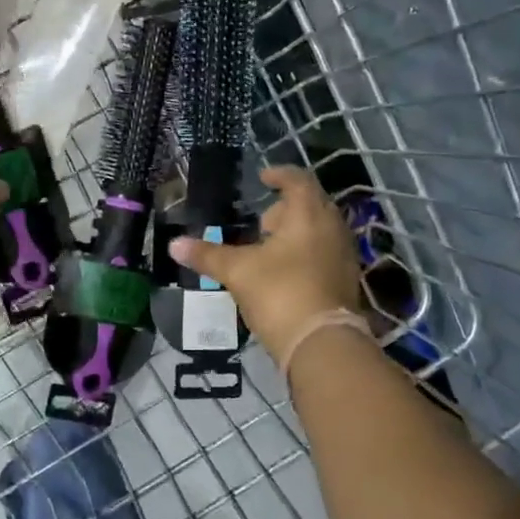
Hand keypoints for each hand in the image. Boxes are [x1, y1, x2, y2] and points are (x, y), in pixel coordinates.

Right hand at [169, 166, 361, 359]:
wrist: (321, 343)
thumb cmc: (279, 293)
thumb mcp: (237, 271)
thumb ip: (207, 255)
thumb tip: (174, 245)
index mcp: (308, 214)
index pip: (298, 180)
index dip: (279, 174)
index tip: (263, 177)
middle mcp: (332, 228)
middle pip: (312, 205)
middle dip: (286, 208)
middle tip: (262, 220)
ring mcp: (344, 255)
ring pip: (320, 231)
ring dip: (297, 232)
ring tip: (269, 247)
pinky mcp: (346, 281)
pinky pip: (325, 253)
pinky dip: (306, 253)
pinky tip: (284, 272)